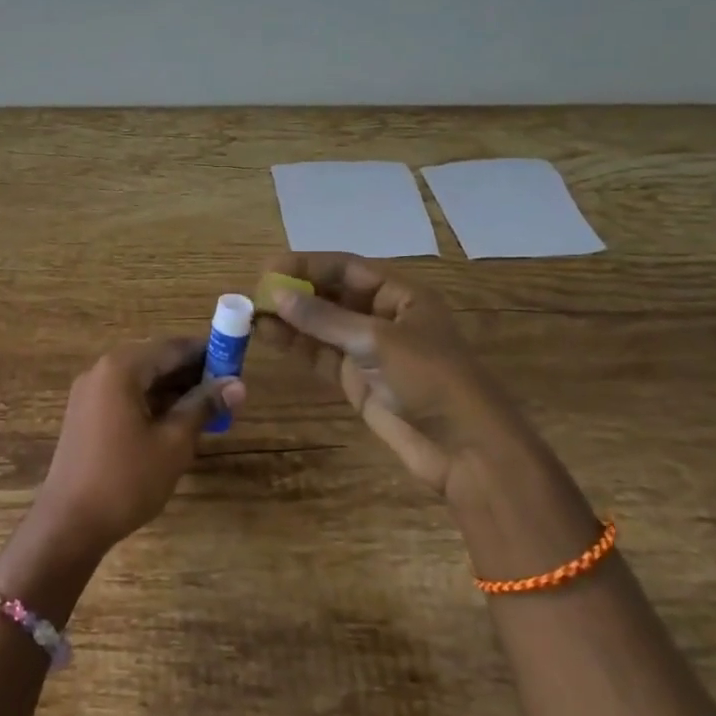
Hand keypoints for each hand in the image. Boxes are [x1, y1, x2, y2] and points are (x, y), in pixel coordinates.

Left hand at [35, 337, 244, 553]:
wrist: (69, 523)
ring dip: (173, 390)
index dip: (207, 353)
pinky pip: (125, 397)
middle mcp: (101, 371)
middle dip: (191, 373)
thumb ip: (204, 406)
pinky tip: (176, 423)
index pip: (172, 347)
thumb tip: (238, 384)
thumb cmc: (126, 479)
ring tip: (208, 410)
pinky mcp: (85, 415)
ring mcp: (89, 393)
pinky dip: (152, 403)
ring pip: (140, 380)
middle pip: (155, 361)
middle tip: (226, 392)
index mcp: (121, 368)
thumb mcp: (174, 443)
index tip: (236, 364)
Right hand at [258, 253, 533, 497]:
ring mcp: (369, 351)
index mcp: (401, 296)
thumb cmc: (431, 380)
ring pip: (322, 326)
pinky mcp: (357, 380)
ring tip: (250, 313)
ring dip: (289, 319)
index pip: (346, 268)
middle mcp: (383, 317)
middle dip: (295, 292)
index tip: (268, 268)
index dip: (307, 265)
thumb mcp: (377, 341)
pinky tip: (267, 336)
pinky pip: (321, 355)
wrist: (464, 450)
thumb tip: (276, 294)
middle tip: (253, 291)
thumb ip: (324, 319)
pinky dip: (296, 345)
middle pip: (332, 295)